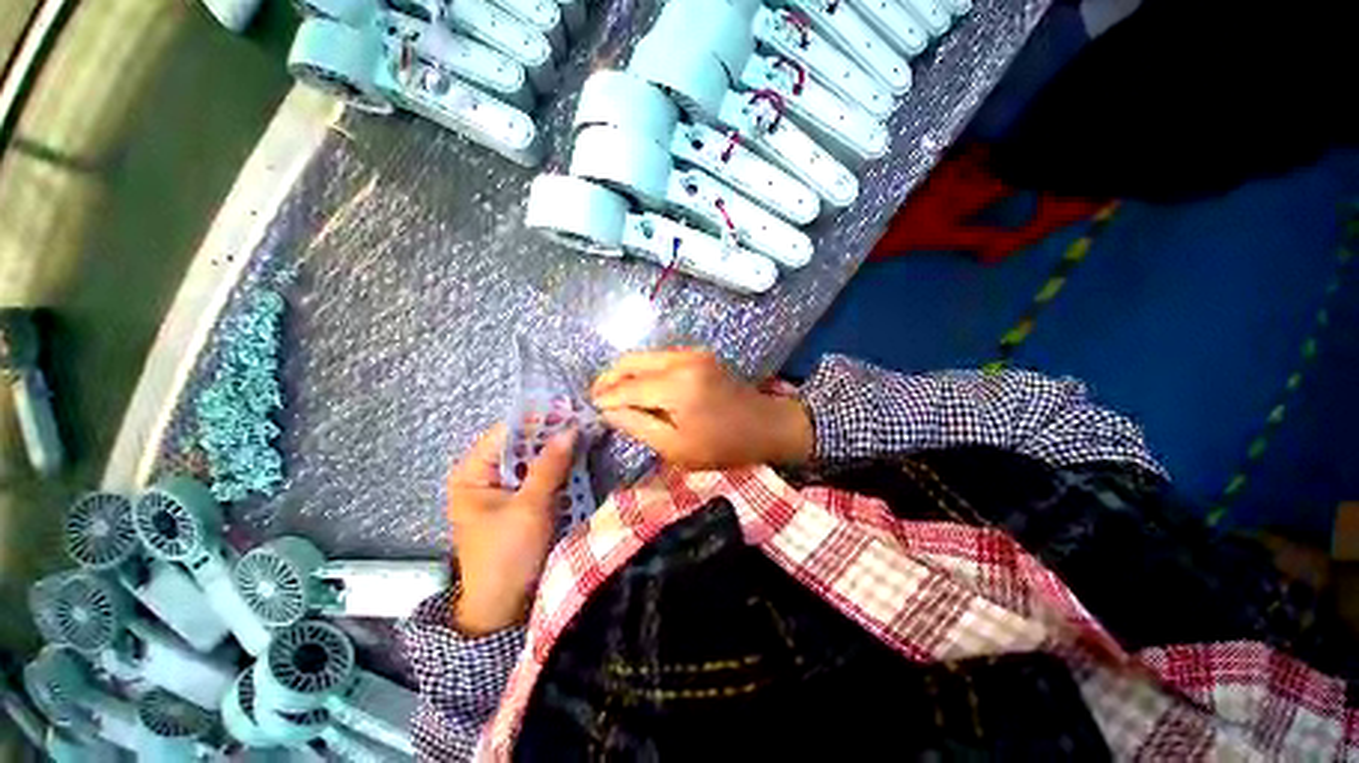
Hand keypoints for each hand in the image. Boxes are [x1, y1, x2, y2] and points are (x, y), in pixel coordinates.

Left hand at [445, 423, 576, 635]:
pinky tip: (578, 458)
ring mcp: (502, 488)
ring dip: (558, 450)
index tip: (569, 408)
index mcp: (471, 473)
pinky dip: (558, 468)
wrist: (504, 607)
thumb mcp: (530, 507)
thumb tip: (571, 428)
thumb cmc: (507, 554)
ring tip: (585, 434)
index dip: (537, 419)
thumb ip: (550, 466)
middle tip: (583, 420)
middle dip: (551, 434)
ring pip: (533, 459)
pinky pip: (539, 475)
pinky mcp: (519, 501)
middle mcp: (484, 475)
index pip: (506, 433)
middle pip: (521, 445)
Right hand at [592, 349, 813, 469]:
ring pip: (644, 356)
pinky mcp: (697, 353)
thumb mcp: (676, 447)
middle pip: (631, 360)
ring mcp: (691, 352)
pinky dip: (643, 370)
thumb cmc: (723, 446)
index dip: (605, 397)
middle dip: (609, 378)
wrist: (765, 425)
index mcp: (677, 386)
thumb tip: (608, 411)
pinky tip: (639, 388)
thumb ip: (638, 426)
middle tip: (597, 399)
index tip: (589, 409)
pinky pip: (659, 358)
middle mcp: (681, 359)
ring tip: (614, 395)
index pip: (627, 387)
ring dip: (625, 373)